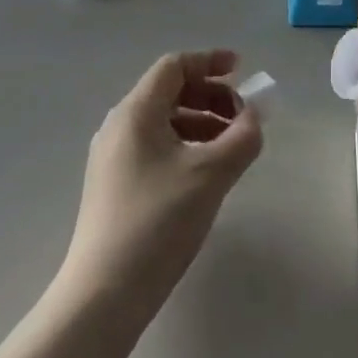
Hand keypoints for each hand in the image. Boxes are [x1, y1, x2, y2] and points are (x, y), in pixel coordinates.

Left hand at [60, 50, 262, 316]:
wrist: (103, 295)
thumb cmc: (158, 222)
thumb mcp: (211, 175)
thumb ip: (242, 138)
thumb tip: (254, 118)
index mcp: (135, 113)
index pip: (173, 67)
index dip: (209, 61)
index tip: (241, 69)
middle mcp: (119, 127)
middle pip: (169, 92)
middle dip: (211, 96)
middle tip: (243, 116)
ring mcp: (113, 158)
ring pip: (164, 122)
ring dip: (202, 123)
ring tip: (232, 148)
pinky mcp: (114, 185)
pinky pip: (156, 147)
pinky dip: (186, 146)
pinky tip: (206, 174)